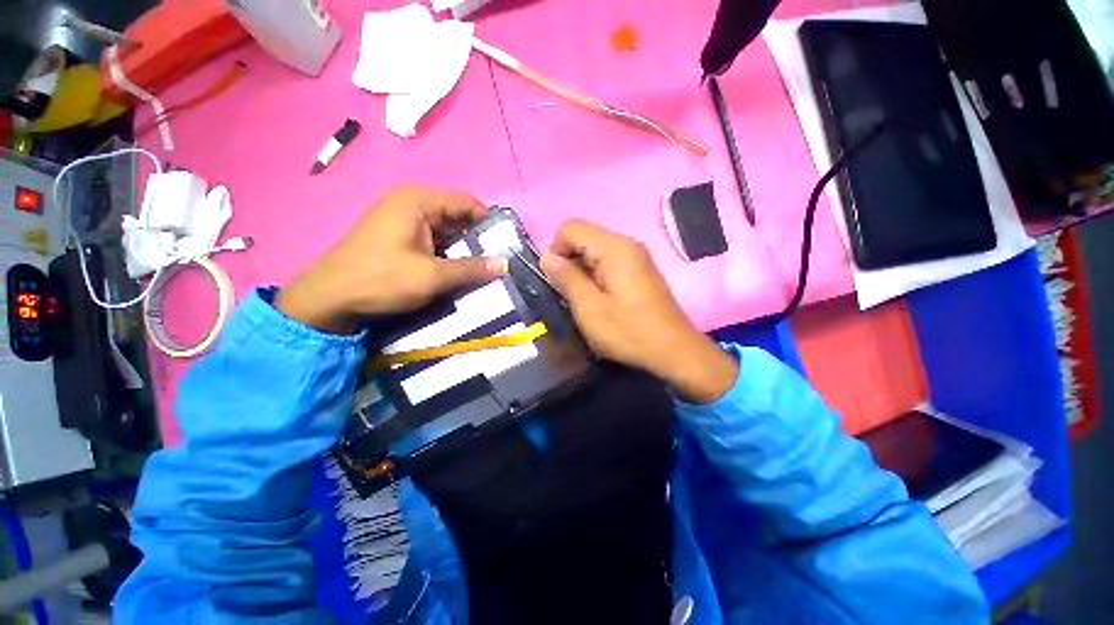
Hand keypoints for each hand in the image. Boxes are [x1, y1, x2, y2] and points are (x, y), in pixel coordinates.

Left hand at [277, 185, 506, 333]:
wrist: (329, 297)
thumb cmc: (381, 279)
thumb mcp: (432, 276)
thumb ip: (471, 268)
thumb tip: (505, 264)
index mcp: (418, 200)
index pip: (467, 203)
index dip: (489, 223)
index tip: (506, 245)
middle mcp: (411, 203)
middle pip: (457, 216)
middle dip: (477, 239)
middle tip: (497, 261)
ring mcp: (403, 220)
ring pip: (446, 231)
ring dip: (464, 249)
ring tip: (483, 268)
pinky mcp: (399, 237)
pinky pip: (433, 240)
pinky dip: (448, 254)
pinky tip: (459, 270)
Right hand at [540, 220, 737, 403]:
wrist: (674, 351)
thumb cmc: (629, 332)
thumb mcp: (589, 308)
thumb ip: (566, 278)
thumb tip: (547, 257)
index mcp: (614, 247)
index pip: (570, 228)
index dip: (555, 251)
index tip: (557, 281)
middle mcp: (627, 243)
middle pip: (584, 237)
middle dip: (569, 262)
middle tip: (570, 295)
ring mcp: (637, 256)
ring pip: (595, 250)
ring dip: (582, 271)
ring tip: (585, 300)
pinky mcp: (641, 270)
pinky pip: (609, 261)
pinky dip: (596, 275)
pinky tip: (602, 299)